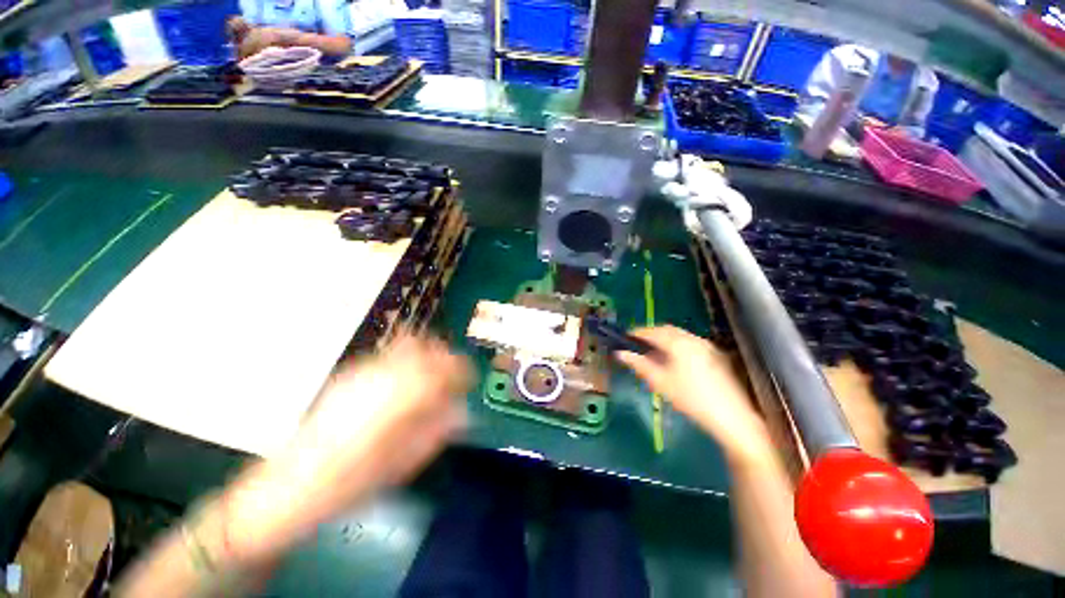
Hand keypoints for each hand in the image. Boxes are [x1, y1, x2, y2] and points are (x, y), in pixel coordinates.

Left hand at [223, 333, 472, 563]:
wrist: (291, 484)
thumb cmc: (352, 482)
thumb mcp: (402, 464)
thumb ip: (436, 431)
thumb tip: (462, 411)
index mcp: (398, 398)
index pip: (441, 367)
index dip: (461, 369)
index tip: (469, 380)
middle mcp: (383, 375)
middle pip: (426, 348)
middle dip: (446, 358)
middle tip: (454, 376)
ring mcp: (364, 371)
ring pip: (408, 345)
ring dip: (428, 354)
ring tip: (433, 375)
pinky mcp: (351, 374)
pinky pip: (390, 353)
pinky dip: (408, 358)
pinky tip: (407, 380)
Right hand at [616, 326, 771, 462]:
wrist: (732, 417)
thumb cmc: (691, 399)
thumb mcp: (661, 382)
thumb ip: (639, 364)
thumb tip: (621, 353)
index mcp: (679, 343)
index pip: (653, 331)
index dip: (637, 333)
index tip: (625, 337)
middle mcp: (694, 339)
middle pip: (667, 329)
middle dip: (651, 334)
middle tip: (638, 343)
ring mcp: (707, 346)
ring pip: (680, 335)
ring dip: (664, 338)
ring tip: (653, 351)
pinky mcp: (716, 355)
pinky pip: (690, 342)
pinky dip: (677, 344)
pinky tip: (674, 358)